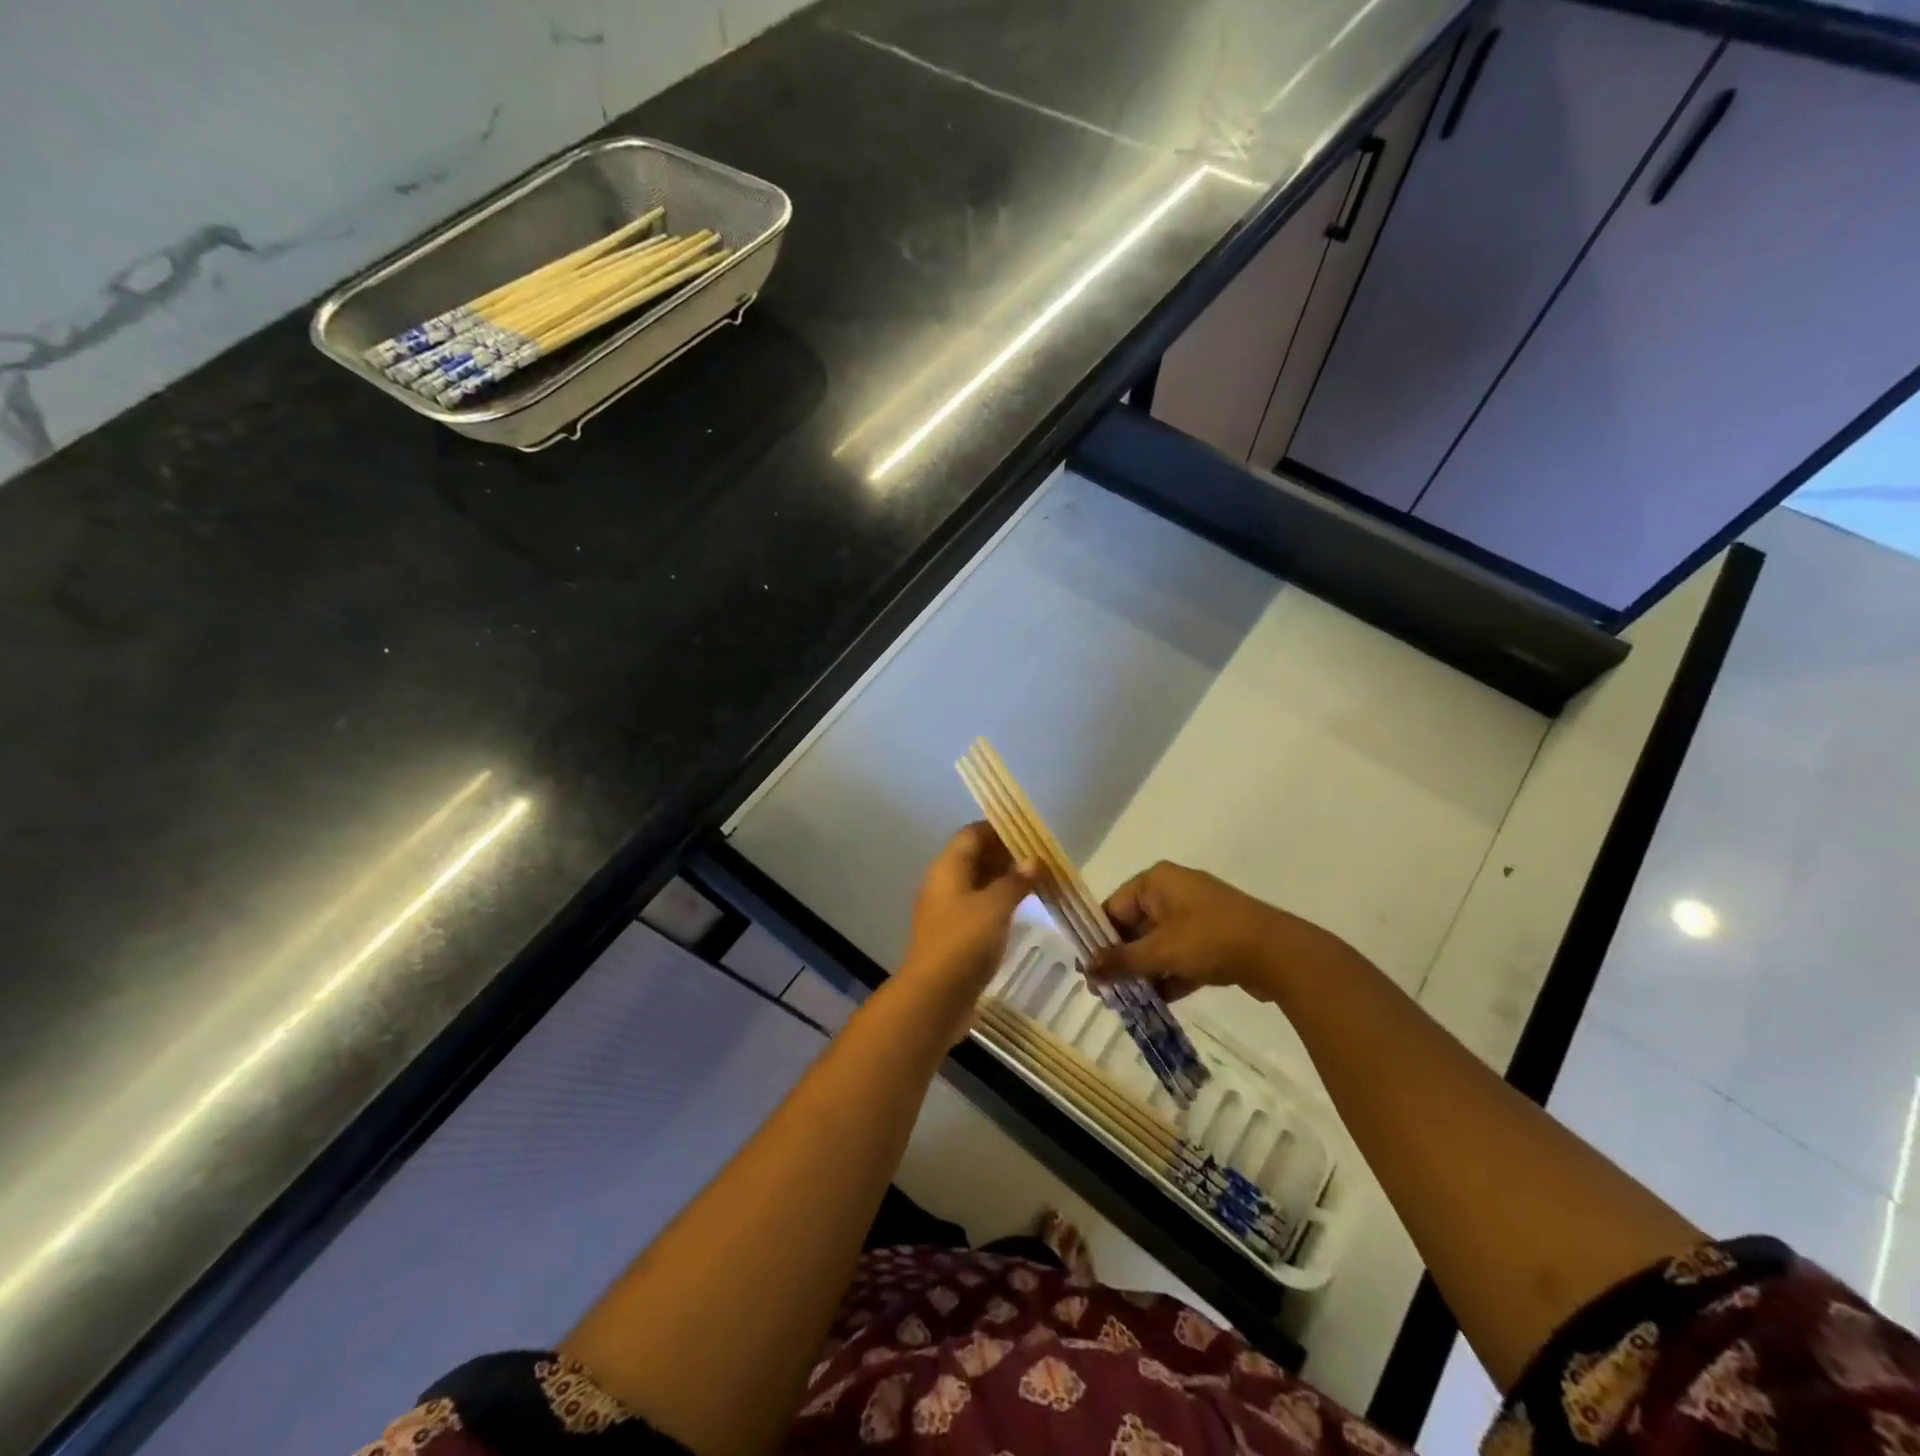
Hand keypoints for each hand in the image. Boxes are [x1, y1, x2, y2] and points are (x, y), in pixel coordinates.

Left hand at [897, 823, 1036, 1036]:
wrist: (934, 997)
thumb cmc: (963, 943)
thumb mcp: (994, 907)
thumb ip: (1015, 882)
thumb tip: (1034, 860)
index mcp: (947, 868)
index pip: (972, 834)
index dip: (999, 829)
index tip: (1030, 833)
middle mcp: (944, 883)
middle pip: (974, 857)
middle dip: (1005, 854)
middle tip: (1040, 859)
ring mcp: (947, 911)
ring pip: (978, 883)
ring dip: (1004, 879)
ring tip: (1038, 881)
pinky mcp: (955, 935)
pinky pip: (978, 907)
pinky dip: (999, 902)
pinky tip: (1021, 909)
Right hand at [1087, 861, 1359, 1005]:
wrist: (1278, 953)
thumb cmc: (1209, 939)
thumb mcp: (1159, 952)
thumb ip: (1120, 961)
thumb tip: (1086, 971)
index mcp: (1156, 881)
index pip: (1114, 907)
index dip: (1099, 939)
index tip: (1088, 971)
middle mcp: (1174, 890)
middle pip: (1135, 926)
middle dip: (1123, 959)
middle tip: (1106, 992)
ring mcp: (1197, 914)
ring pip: (1159, 943)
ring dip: (1146, 971)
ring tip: (1128, 1002)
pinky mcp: (1216, 937)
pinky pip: (1182, 954)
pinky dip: (1170, 975)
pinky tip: (1158, 1003)